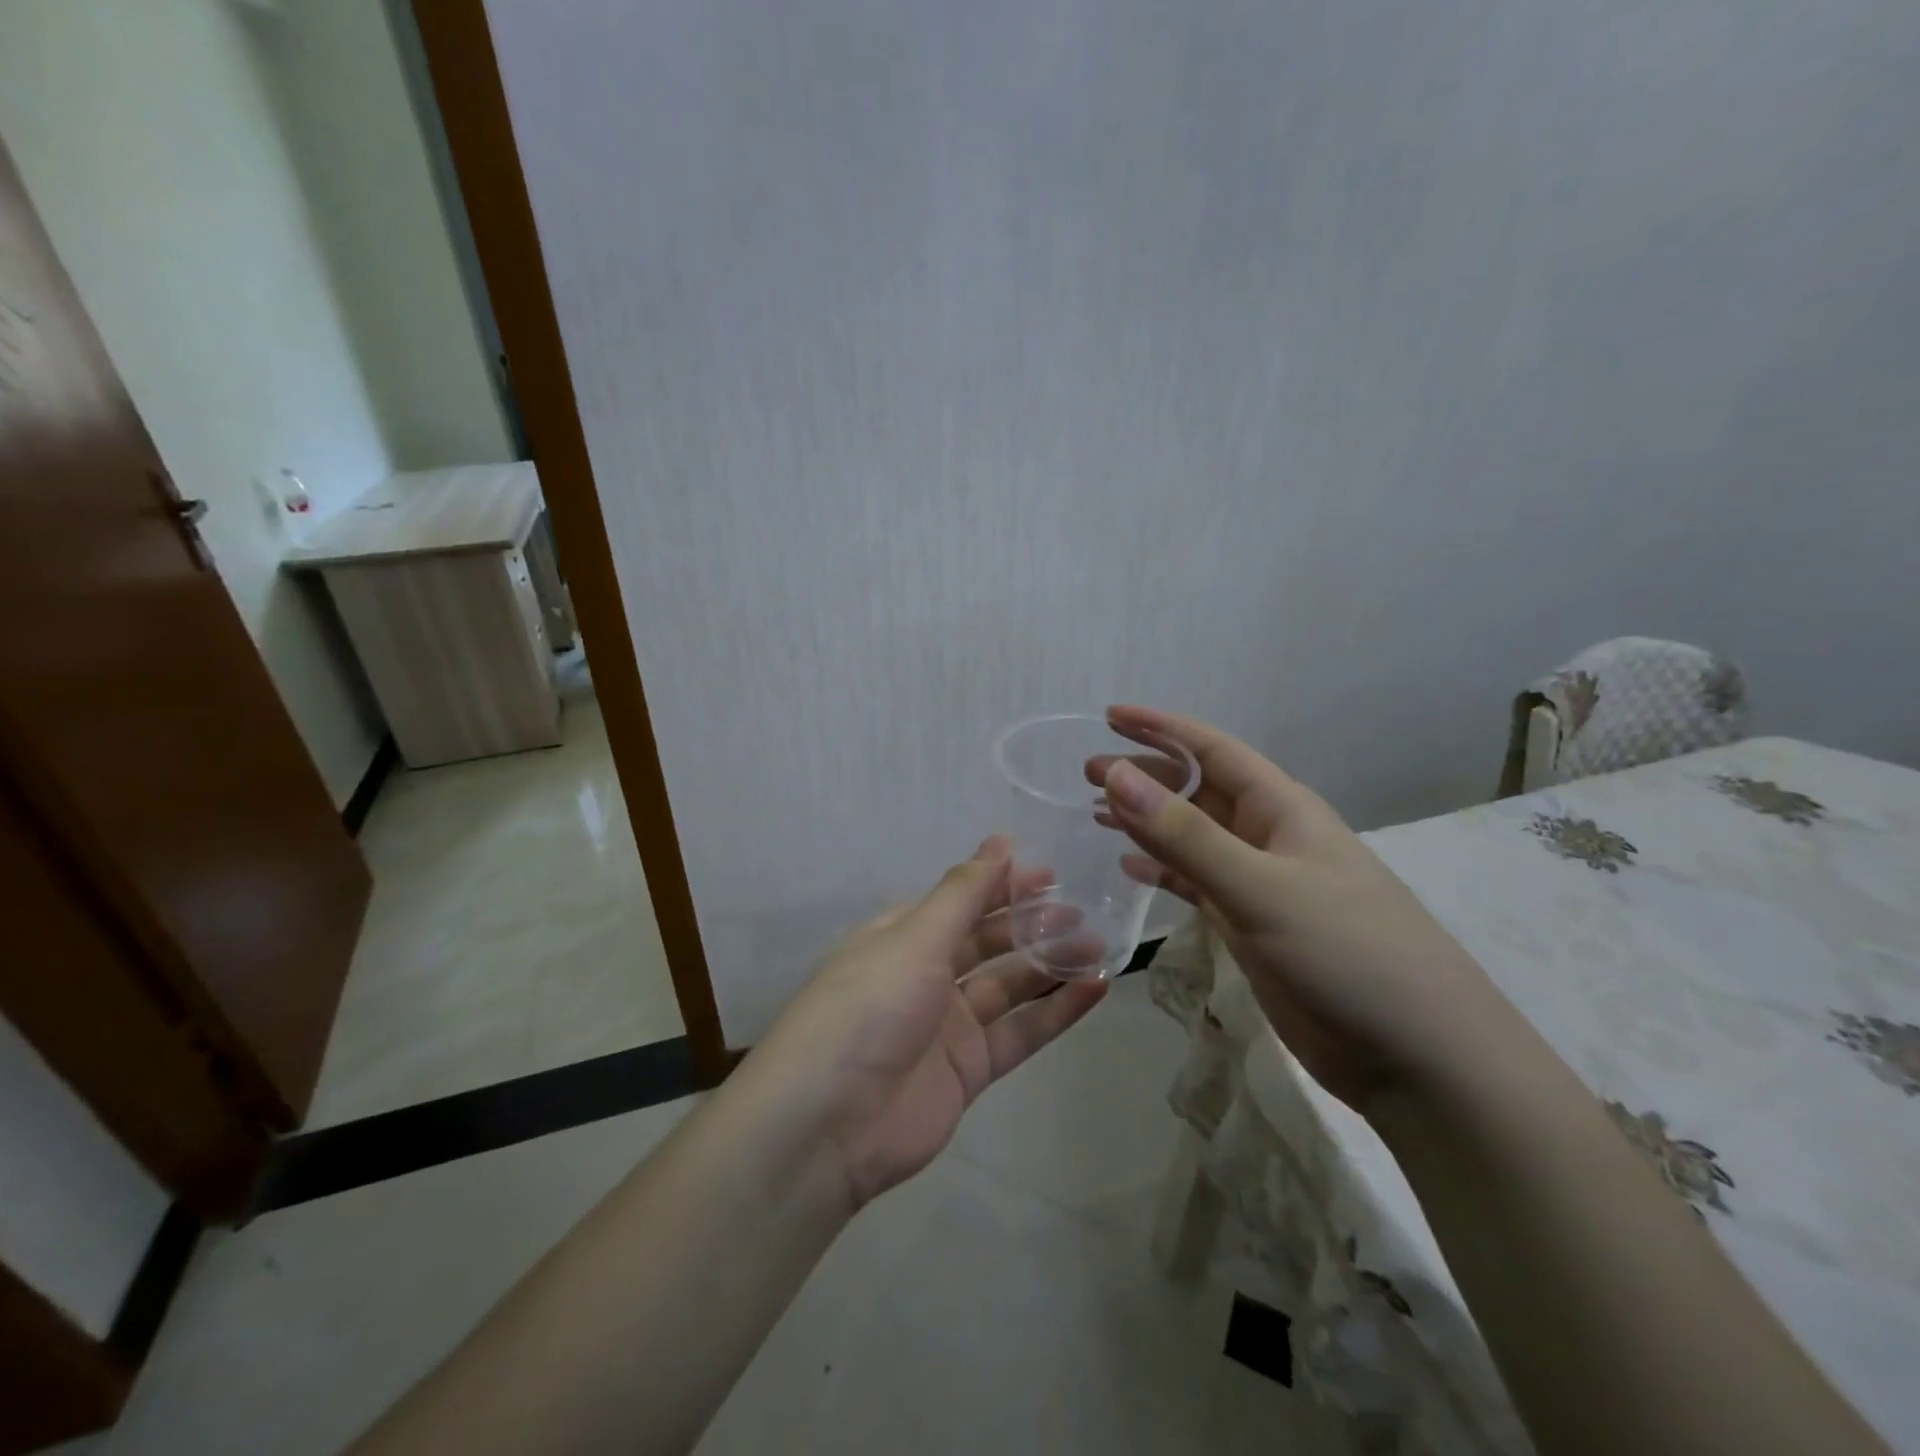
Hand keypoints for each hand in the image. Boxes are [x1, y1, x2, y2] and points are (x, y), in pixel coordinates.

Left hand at [750, 838, 1107, 1207]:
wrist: (829, 1123)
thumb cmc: (869, 1007)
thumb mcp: (915, 938)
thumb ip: (963, 893)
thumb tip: (999, 841)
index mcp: (903, 937)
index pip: (960, 901)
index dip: (1002, 884)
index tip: (1051, 872)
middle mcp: (926, 974)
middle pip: (988, 940)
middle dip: (1032, 922)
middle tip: (1083, 909)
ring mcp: (949, 1024)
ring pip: (1010, 985)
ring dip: (1051, 964)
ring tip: (1100, 945)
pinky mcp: (969, 1070)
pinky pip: (1020, 1033)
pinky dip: (1056, 1012)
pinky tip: (1094, 989)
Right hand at [1095, 706, 1504, 1112]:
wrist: (1419, 1059)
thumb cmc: (1348, 955)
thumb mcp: (1261, 887)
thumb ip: (1186, 835)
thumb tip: (1118, 774)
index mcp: (1283, 810)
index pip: (1213, 750)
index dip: (1161, 728)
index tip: (1109, 716)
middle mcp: (1270, 838)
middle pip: (1198, 792)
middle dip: (1145, 776)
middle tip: (1088, 772)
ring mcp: (1261, 885)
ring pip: (1193, 839)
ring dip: (1148, 823)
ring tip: (1096, 813)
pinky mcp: (1254, 928)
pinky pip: (1197, 885)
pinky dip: (1163, 873)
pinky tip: (1130, 870)